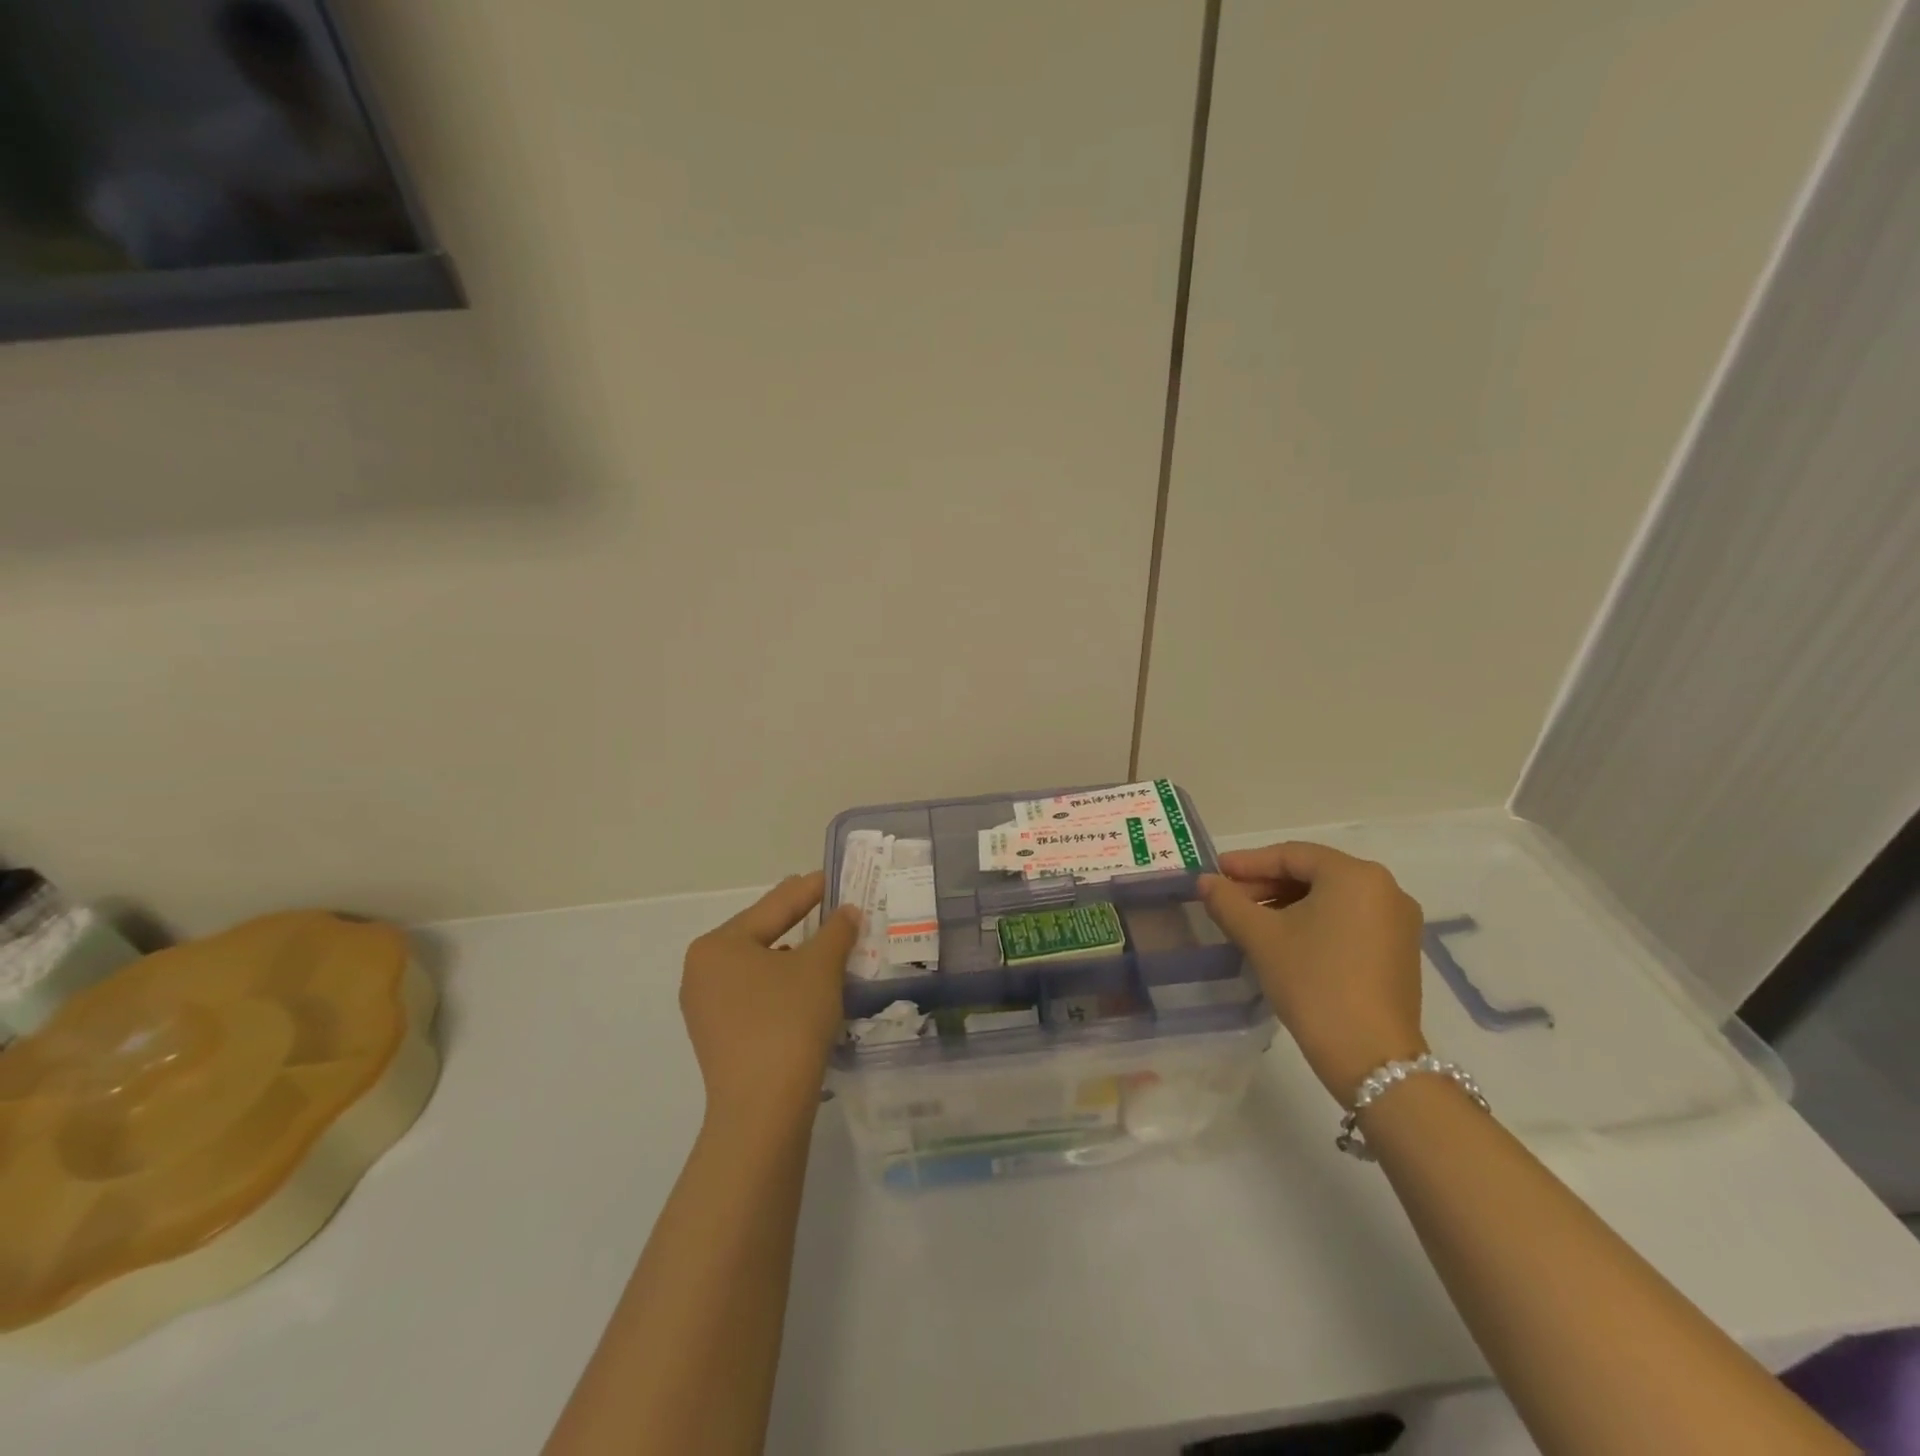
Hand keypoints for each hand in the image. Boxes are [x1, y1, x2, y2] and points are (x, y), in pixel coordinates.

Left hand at [680, 872, 860, 1127]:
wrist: (763, 1108)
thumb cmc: (788, 1021)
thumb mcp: (820, 968)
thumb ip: (835, 931)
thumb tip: (847, 912)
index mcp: (718, 945)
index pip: (773, 906)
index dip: (808, 890)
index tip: (832, 876)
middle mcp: (702, 971)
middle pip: (761, 934)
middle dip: (799, 922)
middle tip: (831, 904)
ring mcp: (705, 1007)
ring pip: (758, 967)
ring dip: (793, 955)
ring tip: (826, 945)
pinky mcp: (717, 1037)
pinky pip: (754, 995)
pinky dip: (782, 985)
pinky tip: (807, 987)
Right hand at [1199, 842, 1427, 1102]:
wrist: (1371, 1056)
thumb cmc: (1313, 981)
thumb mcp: (1261, 937)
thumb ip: (1228, 901)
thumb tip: (1205, 881)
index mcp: (1355, 875)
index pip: (1291, 855)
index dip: (1248, 863)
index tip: (1215, 872)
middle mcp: (1385, 889)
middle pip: (1312, 874)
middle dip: (1266, 885)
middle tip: (1228, 899)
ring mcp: (1398, 922)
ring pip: (1330, 898)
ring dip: (1286, 904)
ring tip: (1249, 922)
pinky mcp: (1399, 951)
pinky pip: (1348, 920)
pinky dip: (1313, 922)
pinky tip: (1284, 940)